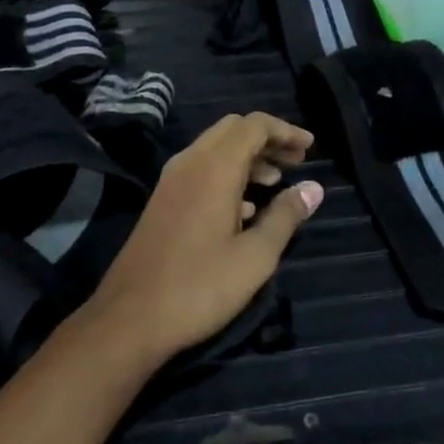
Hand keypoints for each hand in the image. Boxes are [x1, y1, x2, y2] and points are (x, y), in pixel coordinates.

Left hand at [83, 113, 320, 369]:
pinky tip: (246, 208)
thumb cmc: (200, 286)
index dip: (285, 130)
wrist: (129, 318)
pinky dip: (228, 174)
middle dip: (267, 139)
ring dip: (248, 157)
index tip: (310, 147)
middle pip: (234, 129)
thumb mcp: (255, 256)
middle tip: (296, 160)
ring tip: (277, 181)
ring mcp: (172, 180)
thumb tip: (313, 188)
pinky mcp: (163, 199)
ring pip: (216, 148)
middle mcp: (191, 162)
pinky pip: (201, 169)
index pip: (254, 125)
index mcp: (215, 167)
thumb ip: (286, 216)